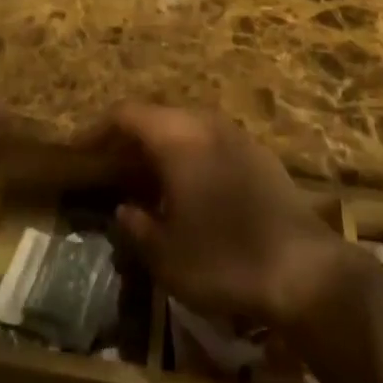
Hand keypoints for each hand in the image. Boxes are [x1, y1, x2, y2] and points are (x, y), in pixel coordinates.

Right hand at [88, 104, 351, 329]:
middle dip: (129, 138)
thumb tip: (124, 208)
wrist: (304, 268)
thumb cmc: (225, 259)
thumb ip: (137, 227)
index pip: (126, 114)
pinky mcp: (257, 152)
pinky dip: (189, 155)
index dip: (97, 129)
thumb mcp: (167, 256)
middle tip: (109, 167)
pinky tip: (189, 189)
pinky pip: (209, 140)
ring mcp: (234, 133)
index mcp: (176, 136)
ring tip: (145, 180)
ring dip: (161, 146)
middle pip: (156, 117)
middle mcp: (203, 122)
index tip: (78, 150)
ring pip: (185, 127)